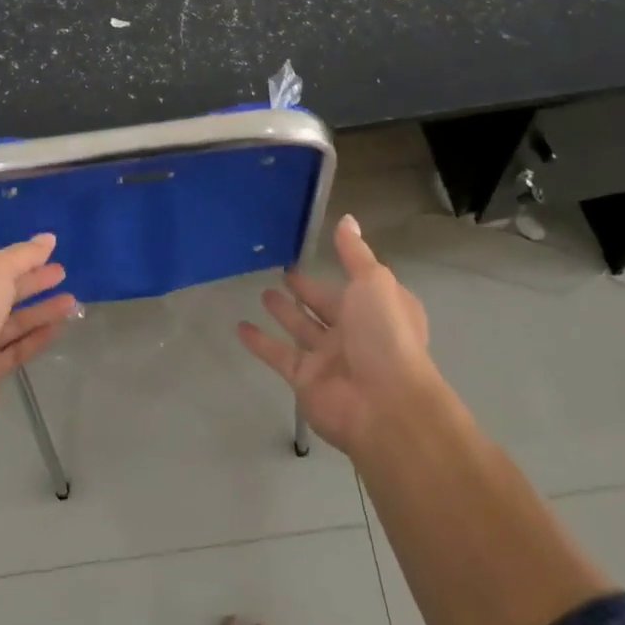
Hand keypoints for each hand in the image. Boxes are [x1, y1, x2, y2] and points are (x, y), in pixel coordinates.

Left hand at [0, 235, 77, 433]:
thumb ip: (25, 254)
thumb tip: (49, 238)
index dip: (17, 259)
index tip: (47, 254)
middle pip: (0, 292)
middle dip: (32, 283)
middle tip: (62, 274)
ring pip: (11, 322)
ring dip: (40, 311)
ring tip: (72, 302)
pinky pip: (14, 349)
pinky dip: (36, 338)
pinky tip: (60, 328)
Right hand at [237, 214, 438, 455]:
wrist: (384, 404)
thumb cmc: (385, 335)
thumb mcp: (374, 282)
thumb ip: (355, 253)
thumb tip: (346, 219)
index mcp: (378, 307)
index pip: (355, 283)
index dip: (336, 267)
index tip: (312, 252)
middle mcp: (355, 331)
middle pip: (324, 305)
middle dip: (306, 290)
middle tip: (282, 272)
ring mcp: (328, 357)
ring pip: (301, 328)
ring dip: (283, 312)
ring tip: (262, 293)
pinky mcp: (304, 378)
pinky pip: (278, 354)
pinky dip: (260, 342)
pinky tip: (240, 327)